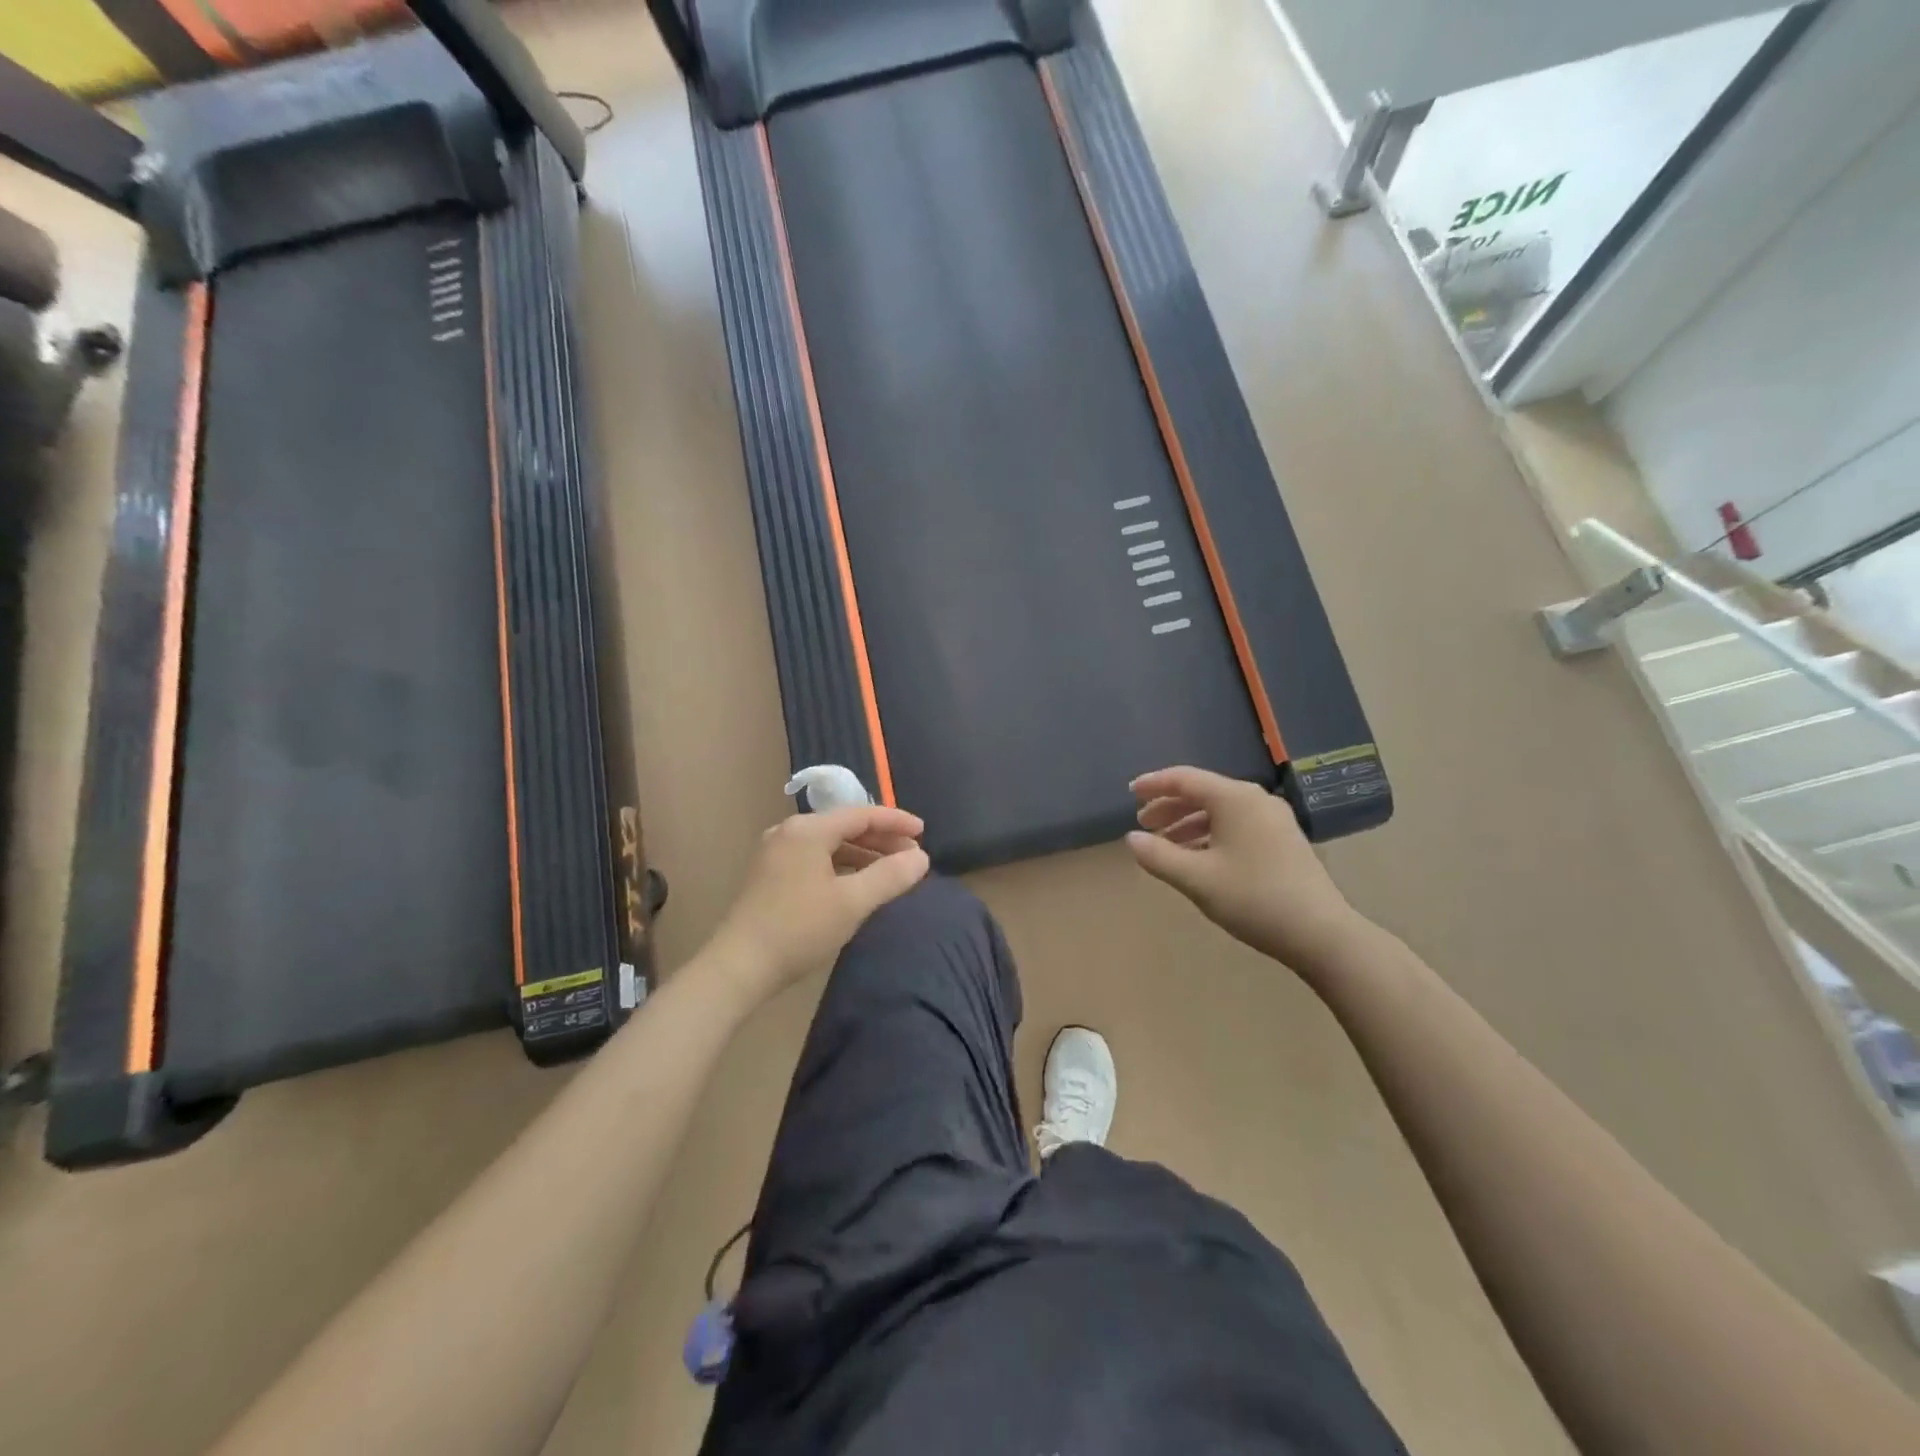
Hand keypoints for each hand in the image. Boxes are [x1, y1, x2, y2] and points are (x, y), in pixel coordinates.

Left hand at [708, 804, 930, 1002]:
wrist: (739, 967)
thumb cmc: (799, 929)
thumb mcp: (852, 902)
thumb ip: (890, 876)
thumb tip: (921, 858)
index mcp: (808, 830)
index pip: (862, 814)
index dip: (896, 821)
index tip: (924, 833)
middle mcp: (790, 832)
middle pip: (845, 826)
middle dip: (881, 839)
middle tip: (912, 856)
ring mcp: (776, 853)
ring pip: (830, 844)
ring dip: (863, 854)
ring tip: (890, 871)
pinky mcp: (770, 874)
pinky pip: (816, 858)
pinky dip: (842, 865)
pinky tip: (857, 883)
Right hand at [1127, 766, 1364, 979]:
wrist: (1320, 933)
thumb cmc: (1253, 898)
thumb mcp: (1196, 878)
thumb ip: (1158, 856)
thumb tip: (1132, 839)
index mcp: (1234, 799)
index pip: (1185, 779)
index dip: (1154, 784)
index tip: (1130, 793)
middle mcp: (1255, 800)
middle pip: (1203, 792)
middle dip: (1169, 807)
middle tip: (1143, 825)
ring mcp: (1273, 820)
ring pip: (1220, 811)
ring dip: (1188, 823)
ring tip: (1165, 845)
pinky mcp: (1283, 840)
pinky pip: (1236, 825)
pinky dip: (1210, 834)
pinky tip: (1197, 857)